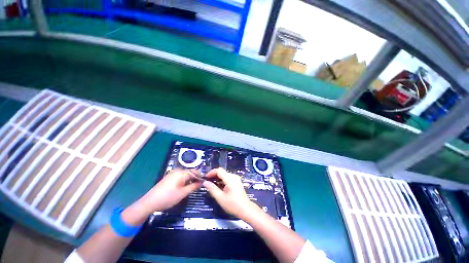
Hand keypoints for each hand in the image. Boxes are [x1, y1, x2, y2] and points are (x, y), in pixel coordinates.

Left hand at [141, 169, 201, 211]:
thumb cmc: (168, 197)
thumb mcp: (183, 193)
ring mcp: (173, 173)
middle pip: (191, 172)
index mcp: (182, 172)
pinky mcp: (170, 177)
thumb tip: (202, 182)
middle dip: (195, 178)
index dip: (201, 177)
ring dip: (190, 180)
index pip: (195, 171)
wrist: (150, 202)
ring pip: (186, 175)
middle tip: (198, 187)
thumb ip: (194, 186)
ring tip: (192, 188)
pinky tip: (184, 188)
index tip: (204, 183)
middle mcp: (178, 170)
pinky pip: (181, 177)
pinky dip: (185, 181)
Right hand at [203, 168, 260, 219]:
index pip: (219, 170)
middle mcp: (234, 176)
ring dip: (217, 178)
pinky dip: (222, 181)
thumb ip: (212, 189)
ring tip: (211, 185)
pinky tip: (218, 187)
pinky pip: (228, 178)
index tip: (205, 177)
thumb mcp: (220, 198)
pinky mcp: (237, 182)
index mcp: (230, 178)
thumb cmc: (233, 204)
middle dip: (214, 176)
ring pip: (225, 175)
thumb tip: (205, 182)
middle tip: (207, 182)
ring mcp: (236, 179)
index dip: (211, 172)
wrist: (245, 209)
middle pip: (222, 172)